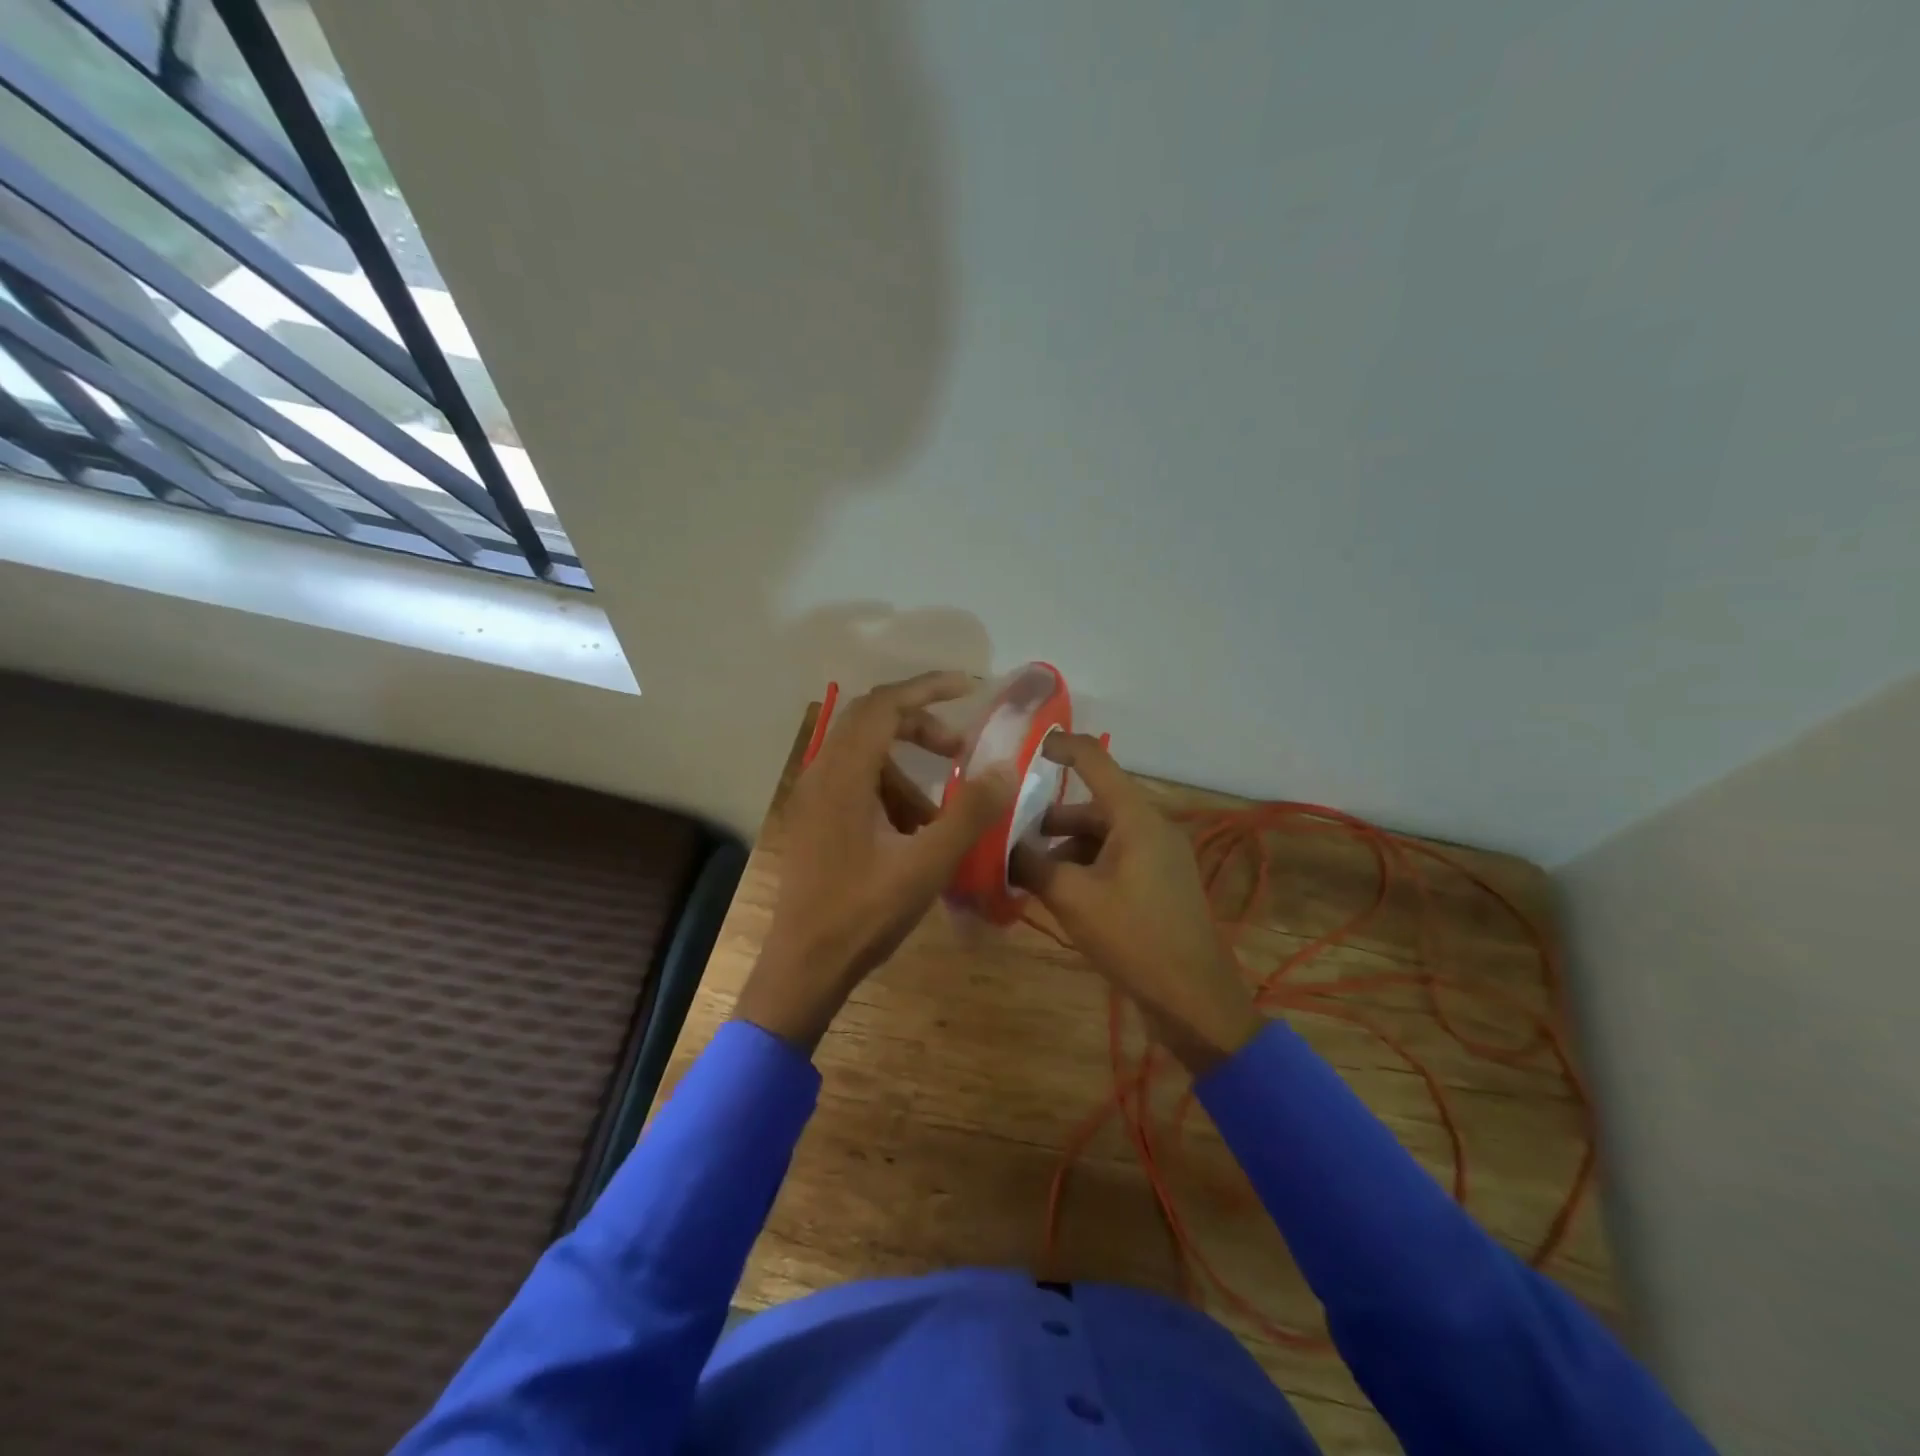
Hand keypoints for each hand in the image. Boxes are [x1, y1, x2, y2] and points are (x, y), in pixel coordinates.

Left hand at [736, 672, 1016, 1051]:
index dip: (928, 688)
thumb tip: (1005, 768)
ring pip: (865, 758)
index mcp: (844, 775)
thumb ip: (969, 813)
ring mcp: (812, 798)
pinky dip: (889, 795)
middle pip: (872, 721)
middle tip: (959, 748)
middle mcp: (821, 774)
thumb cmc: (864, 914)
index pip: (885, 705)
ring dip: (906, 771)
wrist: (803, 966)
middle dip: (920, 726)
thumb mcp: (927, 864)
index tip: (969, 688)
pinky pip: (855, 786)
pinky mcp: (813, 820)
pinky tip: (913, 834)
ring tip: (941, 814)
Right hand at [1011, 733, 1261, 1073]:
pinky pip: (1114, 861)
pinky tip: (1058, 895)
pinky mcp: (1158, 884)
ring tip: (1026, 874)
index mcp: (1136, 818)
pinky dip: (1084, 868)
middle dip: (1048, 820)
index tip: (1025, 748)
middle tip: (1007, 833)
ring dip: (1063, 850)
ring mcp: (1158, 857)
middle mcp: (1150, 828)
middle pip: (1092, 807)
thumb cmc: (1134, 938)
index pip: (1094, 761)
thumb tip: (1000, 847)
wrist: (1193, 1000)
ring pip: (1101, 837)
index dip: (1060, 747)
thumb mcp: (1073, 899)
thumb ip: (1032, 865)